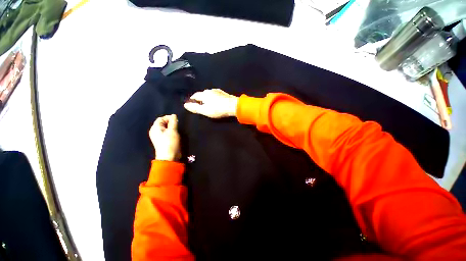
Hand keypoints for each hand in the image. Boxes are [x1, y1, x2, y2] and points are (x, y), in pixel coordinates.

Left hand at [149, 114, 180, 160]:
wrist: (169, 156)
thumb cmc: (170, 142)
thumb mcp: (172, 131)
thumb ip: (173, 122)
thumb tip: (173, 115)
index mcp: (155, 128)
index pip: (161, 118)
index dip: (169, 118)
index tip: (177, 120)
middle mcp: (155, 131)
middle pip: (162, 123)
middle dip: (170, 122)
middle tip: (178, 125)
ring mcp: (158, 136)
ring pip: (165, 128)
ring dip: (171, 127)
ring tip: (177, 129)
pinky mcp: (163, 140)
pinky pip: (166, 133)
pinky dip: (171, 131)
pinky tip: (175, 134)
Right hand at [184, 89, 238, 118]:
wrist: (233, 106)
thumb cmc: (218, 109)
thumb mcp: (205, 111)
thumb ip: (195, 108)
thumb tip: (185, 105)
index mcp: (204, 94)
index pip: (194, 95)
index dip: (192, 100)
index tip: (191, 104)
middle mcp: (210, 90)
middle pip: (202, 94)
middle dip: (199, 99)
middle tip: (200, 105)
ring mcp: (217, 91)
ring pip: (209, 94)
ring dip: (206, 98)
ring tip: (207, 104)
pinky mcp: (223, 93)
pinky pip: (215, 94)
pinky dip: (213, 98)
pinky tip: (215, 101)